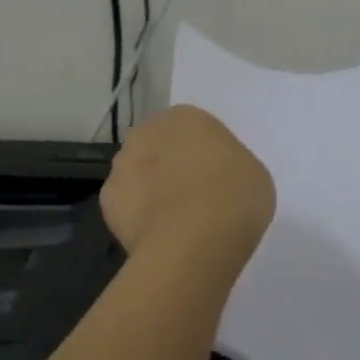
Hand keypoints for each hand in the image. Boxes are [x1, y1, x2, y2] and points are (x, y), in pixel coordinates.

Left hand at [102, 106, 274, 266]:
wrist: (193, 242)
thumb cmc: (234, 198)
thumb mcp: (252, 174)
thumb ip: (228, 166)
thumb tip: (213, 177)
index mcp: (186, 117)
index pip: (192, 130)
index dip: (203, 156)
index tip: (215, 180)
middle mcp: (147, 132)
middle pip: (159, 147)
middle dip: (169, 167)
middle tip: (193, 199)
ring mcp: (122, 165)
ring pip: (137, 175)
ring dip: (150, 191)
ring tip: (174, 224)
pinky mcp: (107, 200)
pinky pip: (126, 206)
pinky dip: (137, 218)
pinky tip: (157, 237)